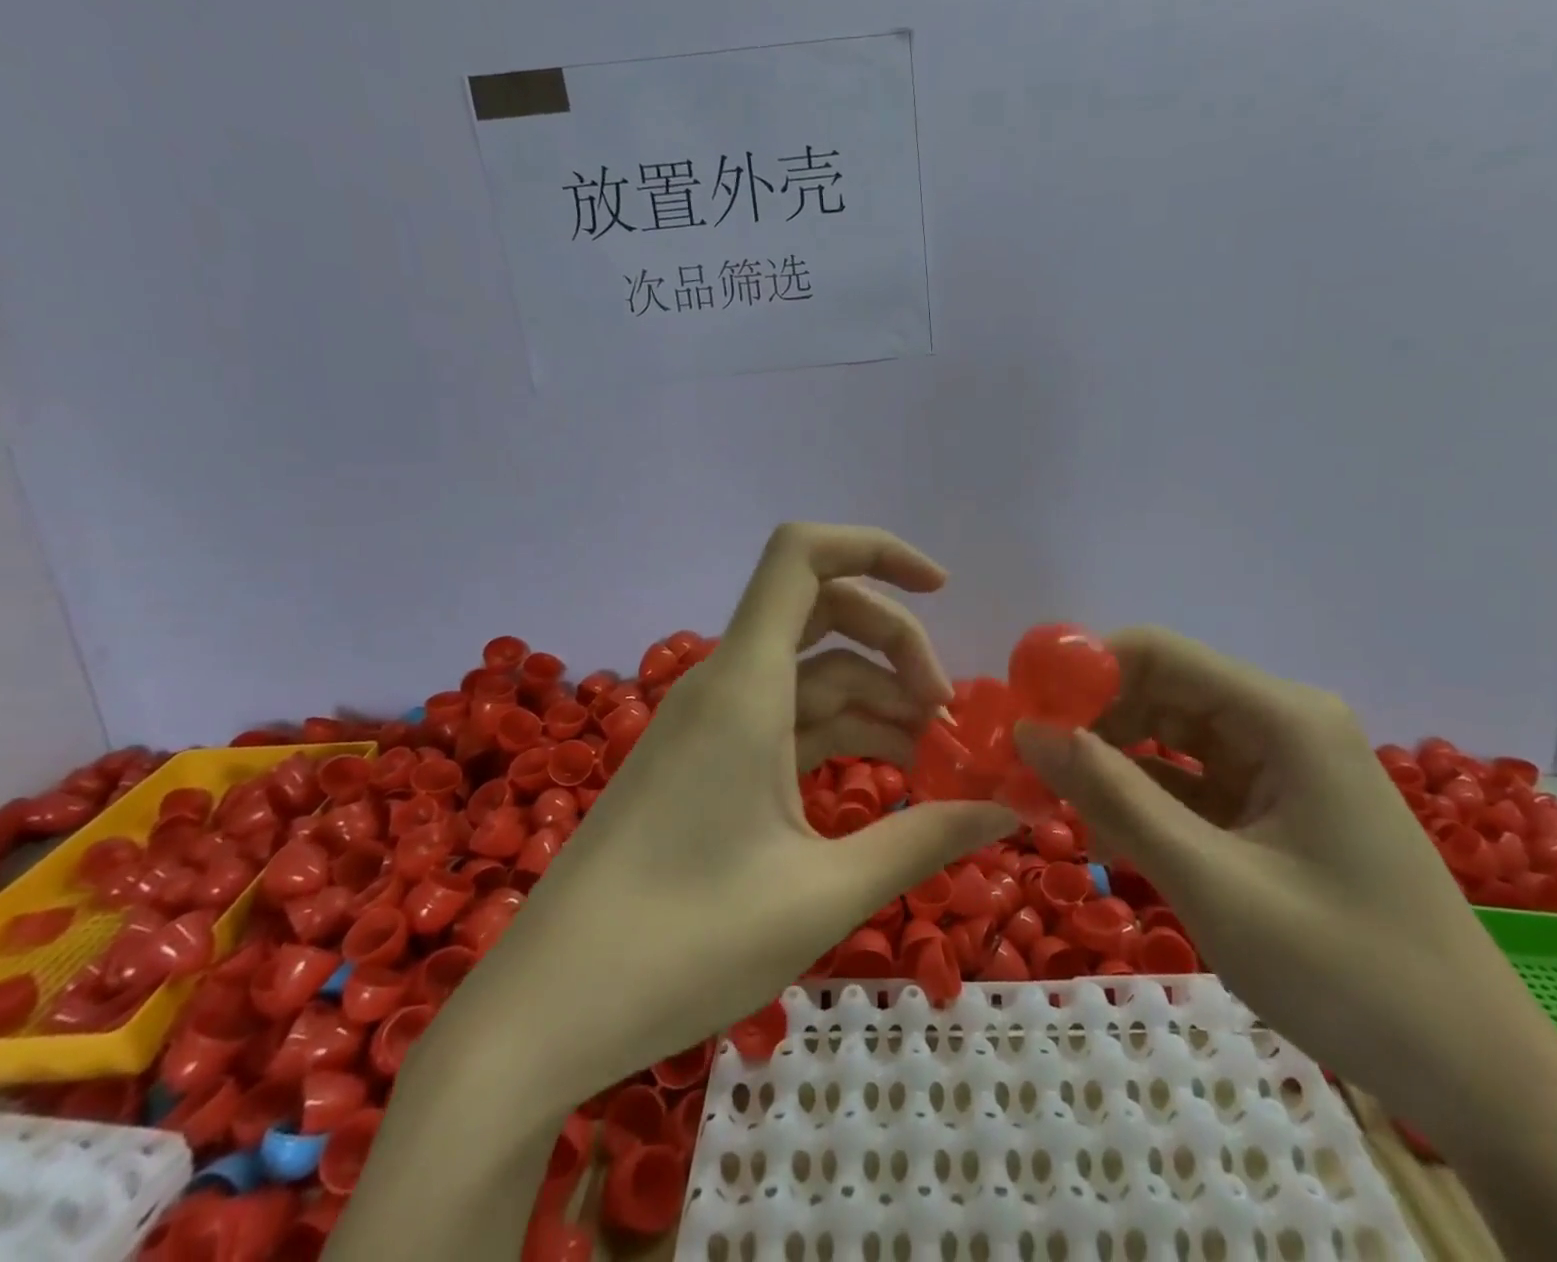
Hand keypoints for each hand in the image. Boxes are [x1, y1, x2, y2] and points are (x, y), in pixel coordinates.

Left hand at [453, 522, 1014, 1091]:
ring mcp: (712, 723)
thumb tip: (1008, 810)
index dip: (874, 548)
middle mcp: (725, 685)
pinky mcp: (706, 761)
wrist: (549, 1009)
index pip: (801, 557)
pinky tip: (885, 778)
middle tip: (947, 713)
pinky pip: (787, 719)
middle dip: (895, 644)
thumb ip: (923, 840)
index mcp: (745, 687)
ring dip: (876, 698)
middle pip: (821, 611)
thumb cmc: (685, 945)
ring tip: (935, 759)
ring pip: (810, 672)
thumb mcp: (823, 893)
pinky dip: (840, 733)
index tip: (942, 590)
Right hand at [1012, 626, 1537, 1123]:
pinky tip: (1104, 823)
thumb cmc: (1348, 973)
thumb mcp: (1210, 881)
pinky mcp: (1275, 805)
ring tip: (1052, 796)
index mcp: (1282, 717)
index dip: (1082, 670)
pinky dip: (1144, 796)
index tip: (1021, 711)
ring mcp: (1281, 765)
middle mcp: (1282, 722)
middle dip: (1090, 720)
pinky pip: (1191, 780)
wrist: (1479, 1079)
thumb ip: (1113, 797)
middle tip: (1024, 764)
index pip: (1157, 653)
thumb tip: (1028, 733)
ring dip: (1110, 760)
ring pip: (1169, 736)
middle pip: (1160, 690)